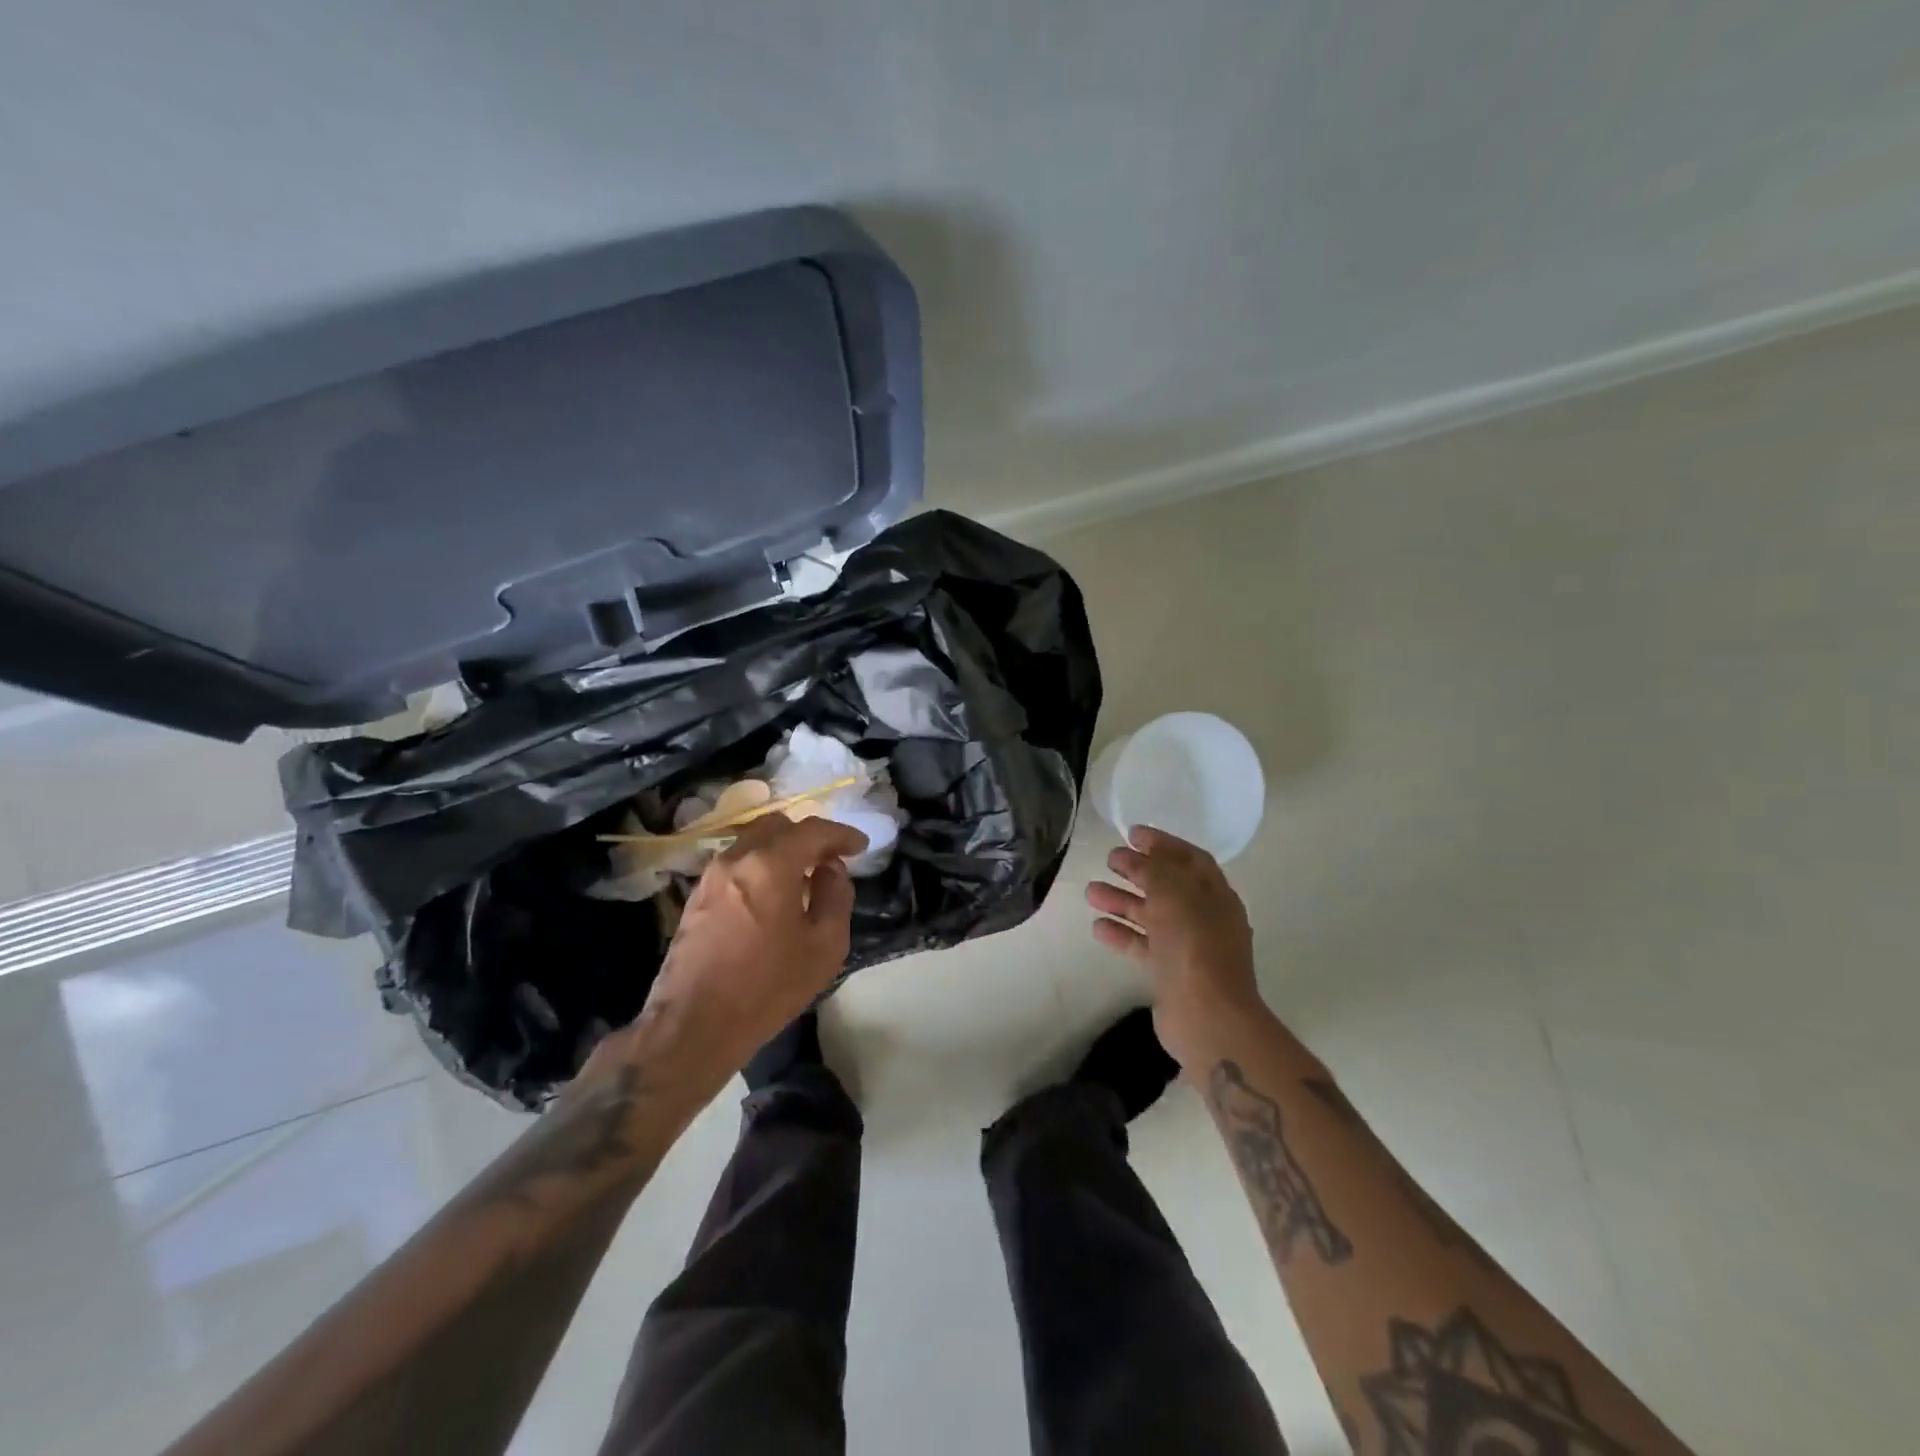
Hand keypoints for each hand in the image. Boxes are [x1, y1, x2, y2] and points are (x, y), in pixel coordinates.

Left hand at [603, 815, 866, 1099]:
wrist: (694, 1025)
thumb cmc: (767, 987)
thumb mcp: (824, 946)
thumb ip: (835, 896)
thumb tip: (830, 870)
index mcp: (771, 864)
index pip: (813, 831)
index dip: (841, 834)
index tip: (861, 846)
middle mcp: (737, 858)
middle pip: (778, 826)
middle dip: (809, 837)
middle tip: (831, 859)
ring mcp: (711, 875)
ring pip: (753, 842)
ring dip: (783, 850)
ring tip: (804, 878)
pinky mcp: (697, 896)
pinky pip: (737, 863)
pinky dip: (761, 865)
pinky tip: (773, 895)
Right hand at [1085, 825, 1264, 1077]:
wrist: (1208, 1017)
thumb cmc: (1194, 946)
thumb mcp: (1174, 894)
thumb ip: (1156, 868)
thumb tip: (1138, 855)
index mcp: (1214, 894)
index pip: (1189, 858)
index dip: (1162, 843)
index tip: (1132, 833)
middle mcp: (1204, 917)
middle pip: (1168, 885)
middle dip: (1138, 870)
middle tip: (1108, 859)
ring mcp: (1188, 947)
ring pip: (1152, 915)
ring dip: (1123, 901)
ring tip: (1090, 892)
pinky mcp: (1171, 972)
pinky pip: (1143, 945)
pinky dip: (1121, 934)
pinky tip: (1098, 927)